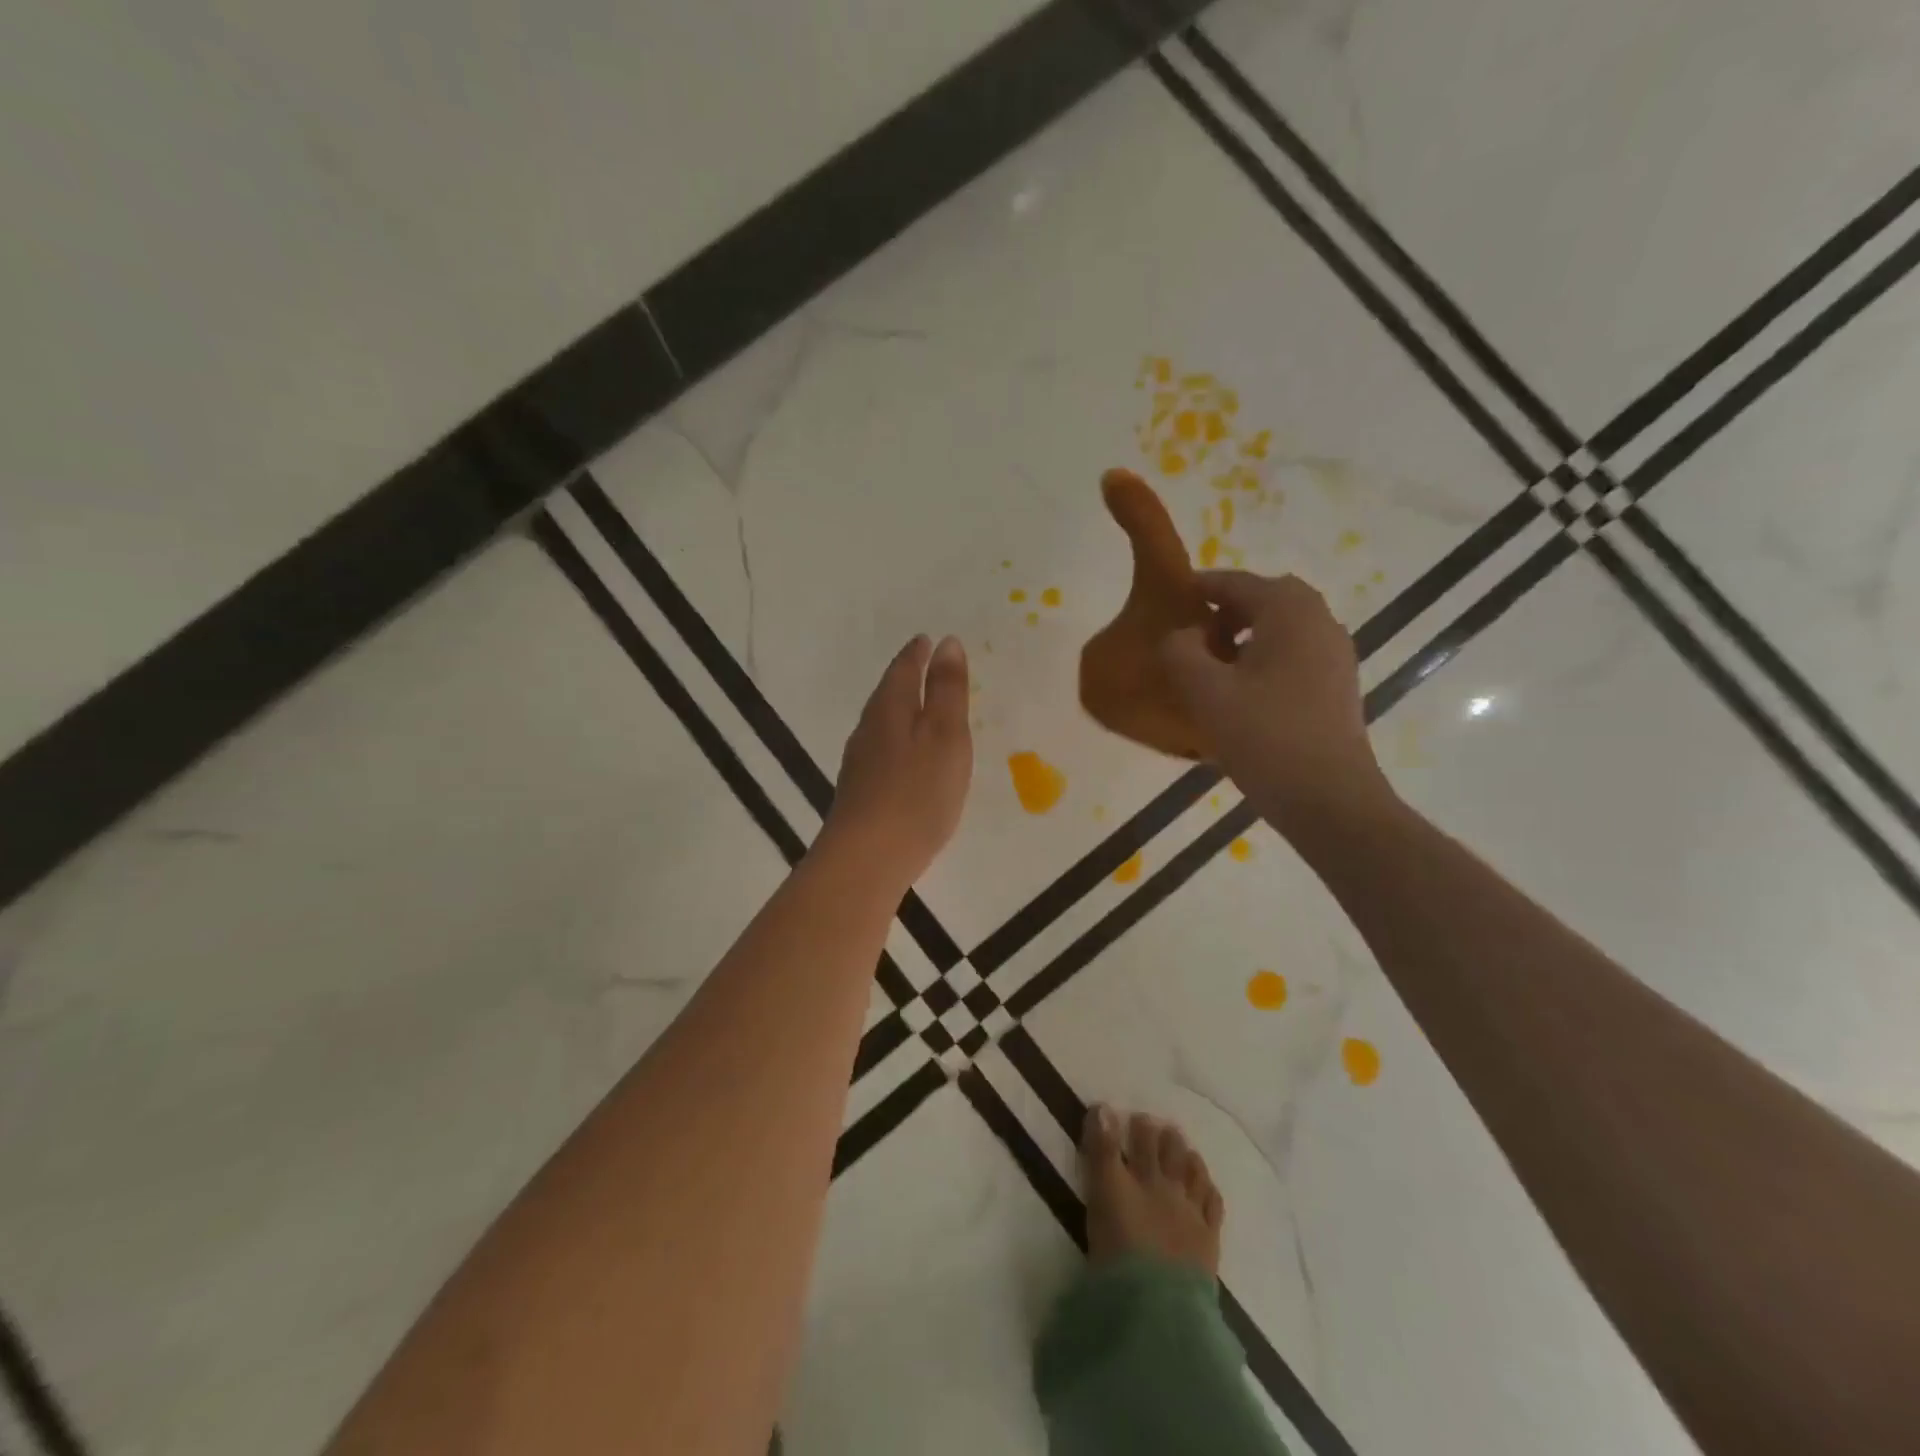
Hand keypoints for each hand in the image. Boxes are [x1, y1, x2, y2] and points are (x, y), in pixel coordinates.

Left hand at [819, 635, 973, 889]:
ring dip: (901, 710)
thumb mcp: (945, 735)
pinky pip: (882, 751)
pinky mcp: (860, 792)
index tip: (928, 640)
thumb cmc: (917, 792)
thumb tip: (947, 643)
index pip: (903, 669)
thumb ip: (947, 691)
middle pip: (888, 693)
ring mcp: (859, 763)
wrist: (868, 858)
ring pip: (882, 724)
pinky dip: (898, 741)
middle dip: (906, 677)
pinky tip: (907, 758)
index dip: (918, 653)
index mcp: (890, 709)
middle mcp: (868, 730)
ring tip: (920, 707)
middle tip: (925, 665)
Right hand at [1160, 572, 1391, 839]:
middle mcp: (1319, 621)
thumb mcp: (1205, 692)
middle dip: (1226, 610)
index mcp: (1288, 611)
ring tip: (1212, 667)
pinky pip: (1294, 654)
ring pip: (1282, 628)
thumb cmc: (1264, 737)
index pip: (1235, 582)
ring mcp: (1335, 654)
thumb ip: (1180, 652)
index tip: (1167, 600)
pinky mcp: (1338, 686)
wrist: (1329, 798)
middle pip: (1265, 599)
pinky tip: (1241, 694)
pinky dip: (1265, 659)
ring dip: (1246, 635)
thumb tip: (1182, 635)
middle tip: (1192, 636)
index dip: (1198, 587)